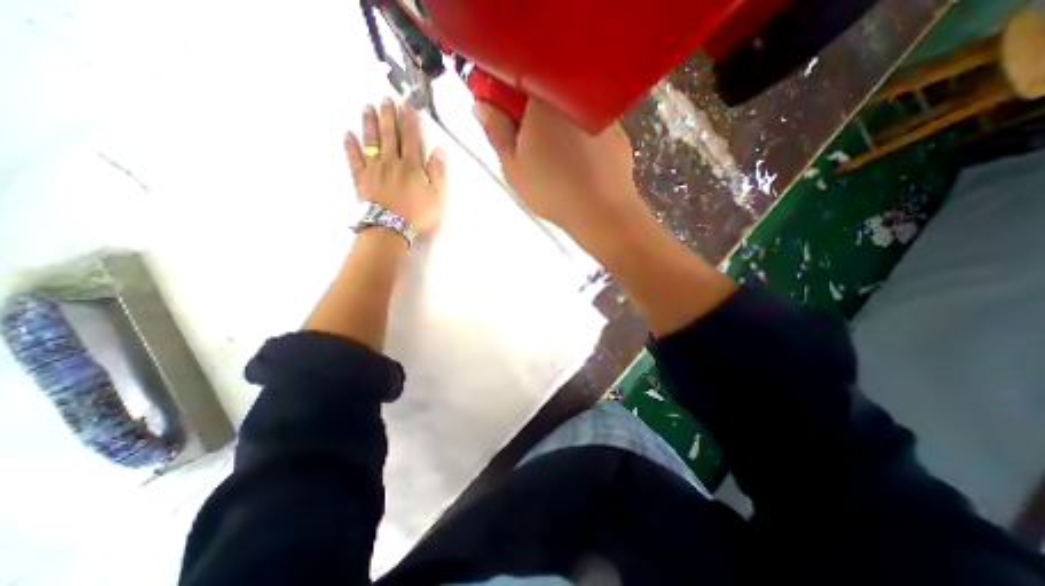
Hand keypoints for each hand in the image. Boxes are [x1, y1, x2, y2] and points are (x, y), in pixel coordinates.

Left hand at [346, 98, 445, 235]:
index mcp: (412, 166)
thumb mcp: (437, 196)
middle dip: (388, 116)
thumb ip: (438, 172)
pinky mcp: (361, 179)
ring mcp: (374, 169)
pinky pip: (354, 159)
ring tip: (368, 108)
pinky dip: (350, 146)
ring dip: (370, 124)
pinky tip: (348, 134)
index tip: (406, 106)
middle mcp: (391, 162)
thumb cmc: (418, 214)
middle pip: (390, 135)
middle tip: (385, 99)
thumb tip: (439, 150)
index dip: (409, 121)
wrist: (391, 228)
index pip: (411, 138)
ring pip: (371, 141)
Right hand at [476, 99, 649, 246]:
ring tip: (552, 159)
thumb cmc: (552, 189)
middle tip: (526, 143)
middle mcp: (575, 96)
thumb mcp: (513, 166)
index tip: (499, 113)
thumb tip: (482, 106)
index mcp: (544, 98)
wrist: (601, 211)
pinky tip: (576, 163)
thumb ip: (495, 131)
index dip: (503, 92)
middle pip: (545, 92)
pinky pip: (590, 126)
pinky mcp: (618, 133)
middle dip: (529, 112)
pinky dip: (579, 137)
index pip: (516, 76)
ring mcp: (601, 113)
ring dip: (555, 125)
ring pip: (569, 110)